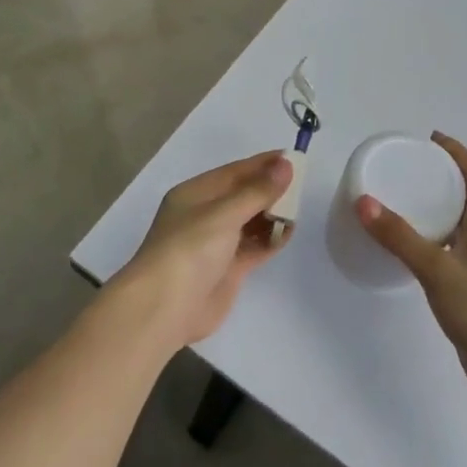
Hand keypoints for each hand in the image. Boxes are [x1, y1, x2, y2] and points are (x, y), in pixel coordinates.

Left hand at [115, 152, 294, 348]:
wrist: (164, 308)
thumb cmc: (190, 249)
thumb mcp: (224, 213)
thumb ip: (257, 190)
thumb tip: (286, 164)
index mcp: (196, 194)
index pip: (235, 172)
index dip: (263, 164)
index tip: (294, 157)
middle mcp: (206, 215)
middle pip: (244, 195)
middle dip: (270, 189)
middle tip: (302, 184)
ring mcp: (217, 243)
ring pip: (251, 221)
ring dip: (272, 213)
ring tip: (298, 207)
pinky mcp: (227, 269)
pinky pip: (255, 246)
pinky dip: (271, 238)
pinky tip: (290, 231)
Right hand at [355, 133, 466, 411]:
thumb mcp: (437, 269)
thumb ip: (400, 237)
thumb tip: (363, 201)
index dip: (458, 153)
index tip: (432, 139)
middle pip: (466, 197)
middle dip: (440, 178)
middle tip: (406, 170)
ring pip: (455, 226)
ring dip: (433, 210)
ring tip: (400, 204)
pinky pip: (447, 253)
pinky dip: (428, 242)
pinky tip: (407, 252)